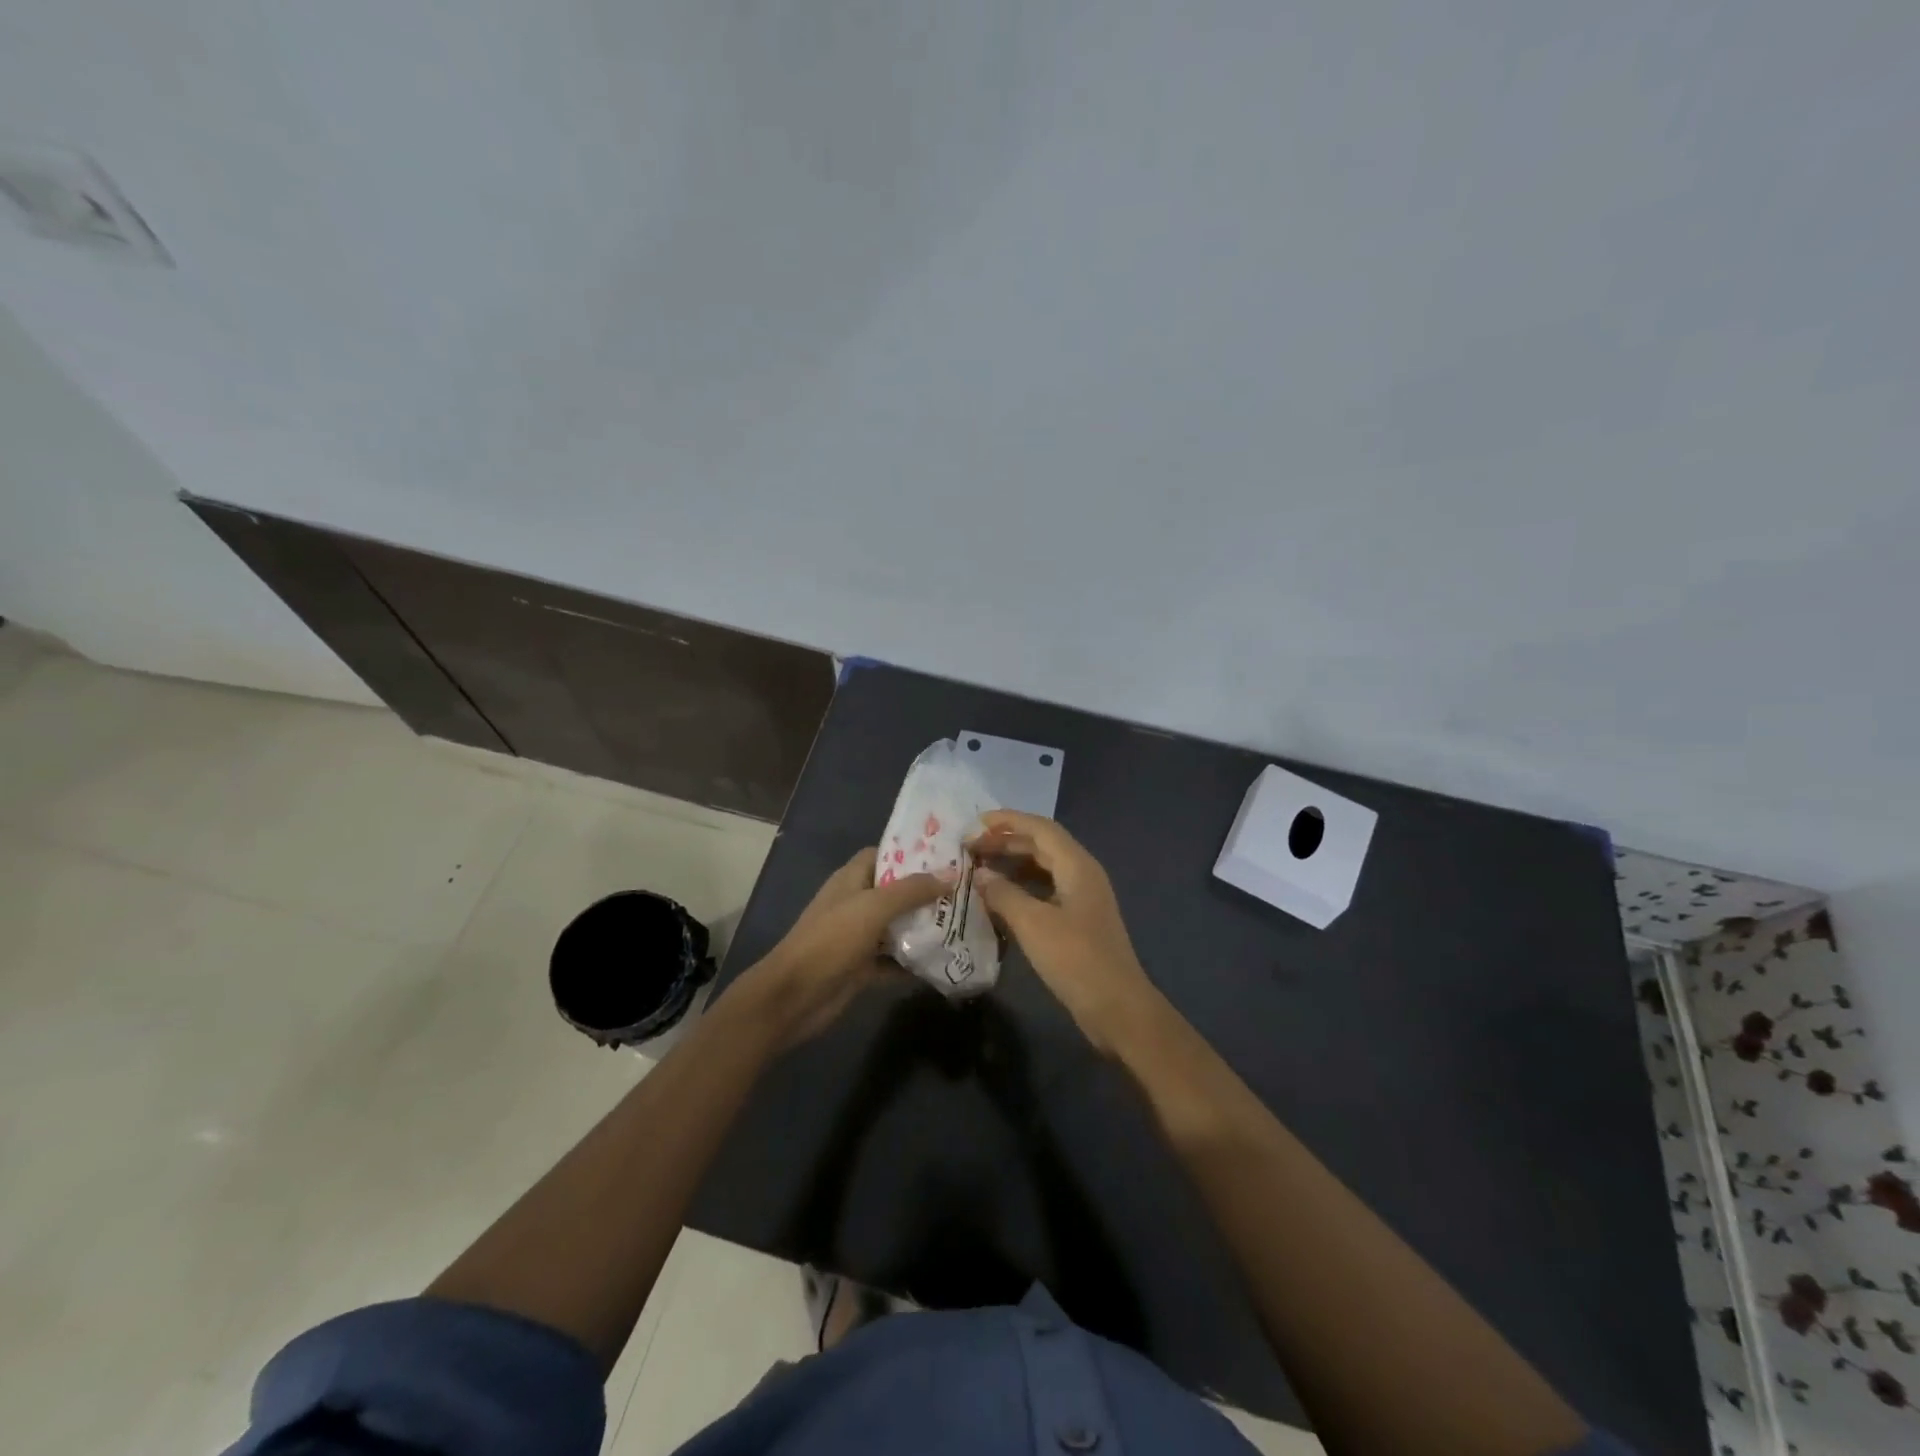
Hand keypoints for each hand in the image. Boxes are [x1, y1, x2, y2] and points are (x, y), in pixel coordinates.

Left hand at [740, 849, 944, 1045]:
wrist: (794, 997)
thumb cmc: (830, 941)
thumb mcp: (872, 908)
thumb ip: (911, 890)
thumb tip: (950, 875)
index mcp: (851, 880)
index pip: (883, 855)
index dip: (911, 854)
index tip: (946, 856)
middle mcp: (855, 904)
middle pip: (895, 892)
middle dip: (926, 893)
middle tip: (965, 892)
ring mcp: (858, 937)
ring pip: (897, 927)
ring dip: (924, 928)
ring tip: (964, 924)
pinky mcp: (862, 968)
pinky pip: (894, 960)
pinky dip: (914, 962)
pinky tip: (944, 962)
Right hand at [968, 811, 1160, 1055]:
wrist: (1117, 1008)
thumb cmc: (1076, 959)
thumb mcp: (1033, 924)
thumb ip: (1004, 894)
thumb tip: (979, 874)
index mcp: (1077, 866)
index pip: (1040, 828)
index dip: (1008, 821)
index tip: (975, 822)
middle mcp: (1082, 874)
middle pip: (1042, 845)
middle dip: (1006, 841)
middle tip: (970, 848)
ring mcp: (1082, 898)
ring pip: (1043, 868)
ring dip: (1013, 864)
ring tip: (979, 868)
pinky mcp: (1078, 920)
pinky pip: (1045, 890)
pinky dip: (1021, 887)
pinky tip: (1000, 898)